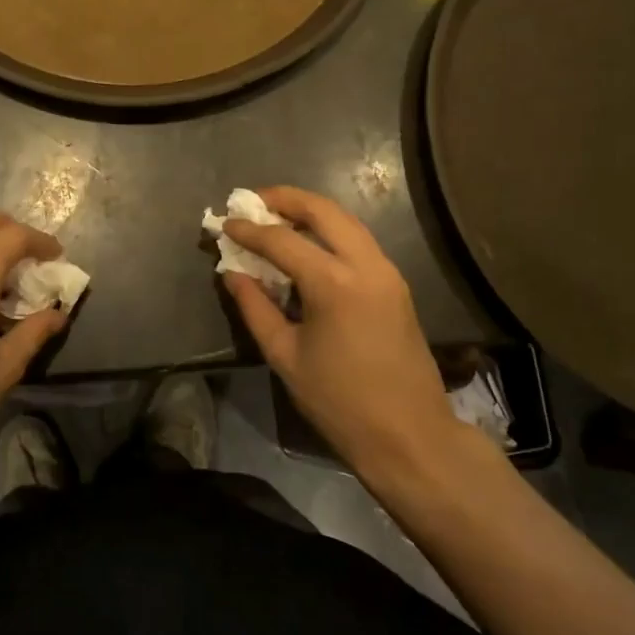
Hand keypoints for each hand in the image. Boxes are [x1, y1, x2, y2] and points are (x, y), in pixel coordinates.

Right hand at [223, 187, 464, 481]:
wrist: (409, 435)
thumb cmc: (339, 401)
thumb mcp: (284, 355)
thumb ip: (255, 307)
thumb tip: (232, 273)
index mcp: (334, 283)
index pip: (282, 240)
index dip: (249, 229)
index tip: (224, 222)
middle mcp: (366, 265)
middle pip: (323, 211)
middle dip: (285, 198)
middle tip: (253, 200)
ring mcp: (387, 272)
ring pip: (346, 221)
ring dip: (310, 211)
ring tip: (276, 215)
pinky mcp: (396, 284)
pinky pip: (358, 241)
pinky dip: (330, 231)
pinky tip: (308, 244)